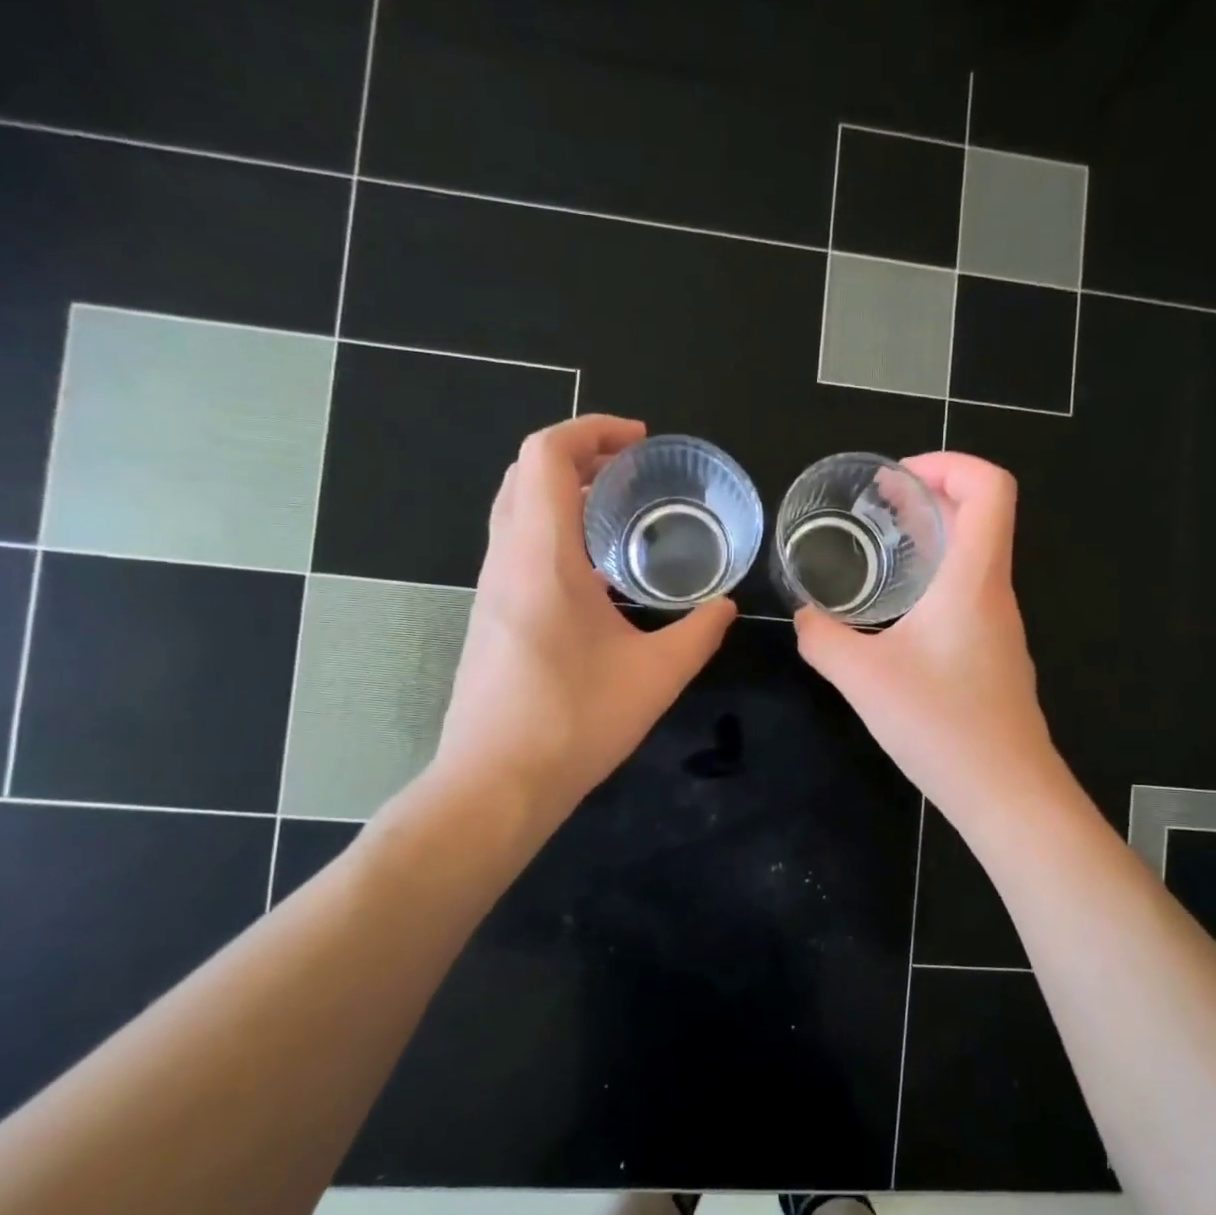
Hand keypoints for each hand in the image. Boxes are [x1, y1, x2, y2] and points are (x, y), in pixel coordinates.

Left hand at [424, 415, 735, 825]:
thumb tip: (726, 607)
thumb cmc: (575, 722)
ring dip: (562, 492)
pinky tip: (595, 572)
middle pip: (525, 473)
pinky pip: (516, 546)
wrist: (496, 784)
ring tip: (618, 511)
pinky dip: (552, 529)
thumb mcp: (656, 675)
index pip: (547, 455)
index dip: (591, 431)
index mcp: (542, 557)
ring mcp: (491, 590)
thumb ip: (699, 633)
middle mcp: (507, 560)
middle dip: (578, 455)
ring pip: (515, 509)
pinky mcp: (490, 617)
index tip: (639, 442)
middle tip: (631, 470)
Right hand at [793, 452, 1059, 818]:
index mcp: (973, 579)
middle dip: (928, 494)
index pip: (990, 487)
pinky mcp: (993, 656)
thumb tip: (803, 617)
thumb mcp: (863, 679)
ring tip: (881, 545)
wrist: (1006, 793)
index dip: (949, 463)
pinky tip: (898, 612)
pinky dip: (935, 578)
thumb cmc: (941, 725)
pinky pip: (968, 594)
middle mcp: (994, 593)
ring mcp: (999, 626)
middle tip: (876, 502)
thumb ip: (823, 639)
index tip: (897, 478)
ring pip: (974, 557)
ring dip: (932, 538)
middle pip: (979, 516)